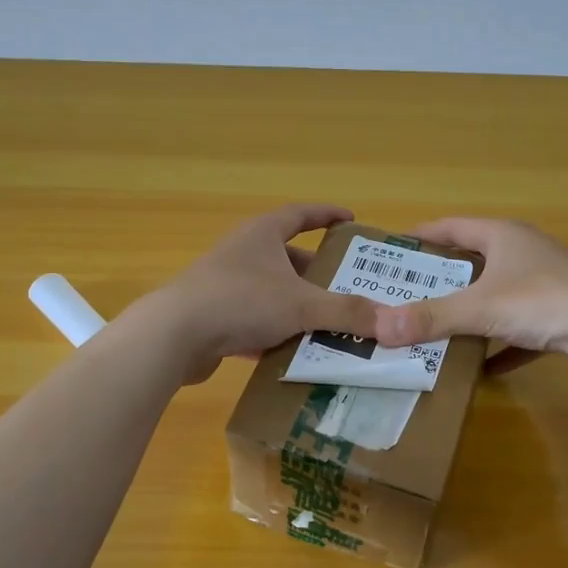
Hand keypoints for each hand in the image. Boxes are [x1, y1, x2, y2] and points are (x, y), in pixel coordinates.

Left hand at [126, 204, 377, 382]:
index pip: (300, 215)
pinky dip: (278, 336)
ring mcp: (226, 287)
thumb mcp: (302, 305)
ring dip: (300, 308)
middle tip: (352, 288)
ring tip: (334, 324)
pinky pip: (256, 324)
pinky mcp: (215, 320)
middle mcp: (243, 255)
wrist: (175, 336)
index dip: (326, 215)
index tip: (350, 220)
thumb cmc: (241, 302)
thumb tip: (392, 321)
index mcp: (262, 235)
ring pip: (274, 295)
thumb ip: (347, 312)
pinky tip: (299, 353)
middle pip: (289, 259)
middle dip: (320, 274)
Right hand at [372, 218, 567, 369]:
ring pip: (496, 296)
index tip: (393, 249)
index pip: (452, 227)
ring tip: (435, 330)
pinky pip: (519, 330)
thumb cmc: (542, 300)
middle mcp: (523, 253)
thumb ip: (431, 318)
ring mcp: (544, 284)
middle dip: (441, 279)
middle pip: (473, 261)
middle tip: (405, 295)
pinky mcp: (559, 315)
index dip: (421, 236)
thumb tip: (379, 328)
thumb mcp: (480, 308)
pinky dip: (500, 346)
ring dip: (470, 313)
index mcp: (502, 236)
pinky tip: (483, 370)